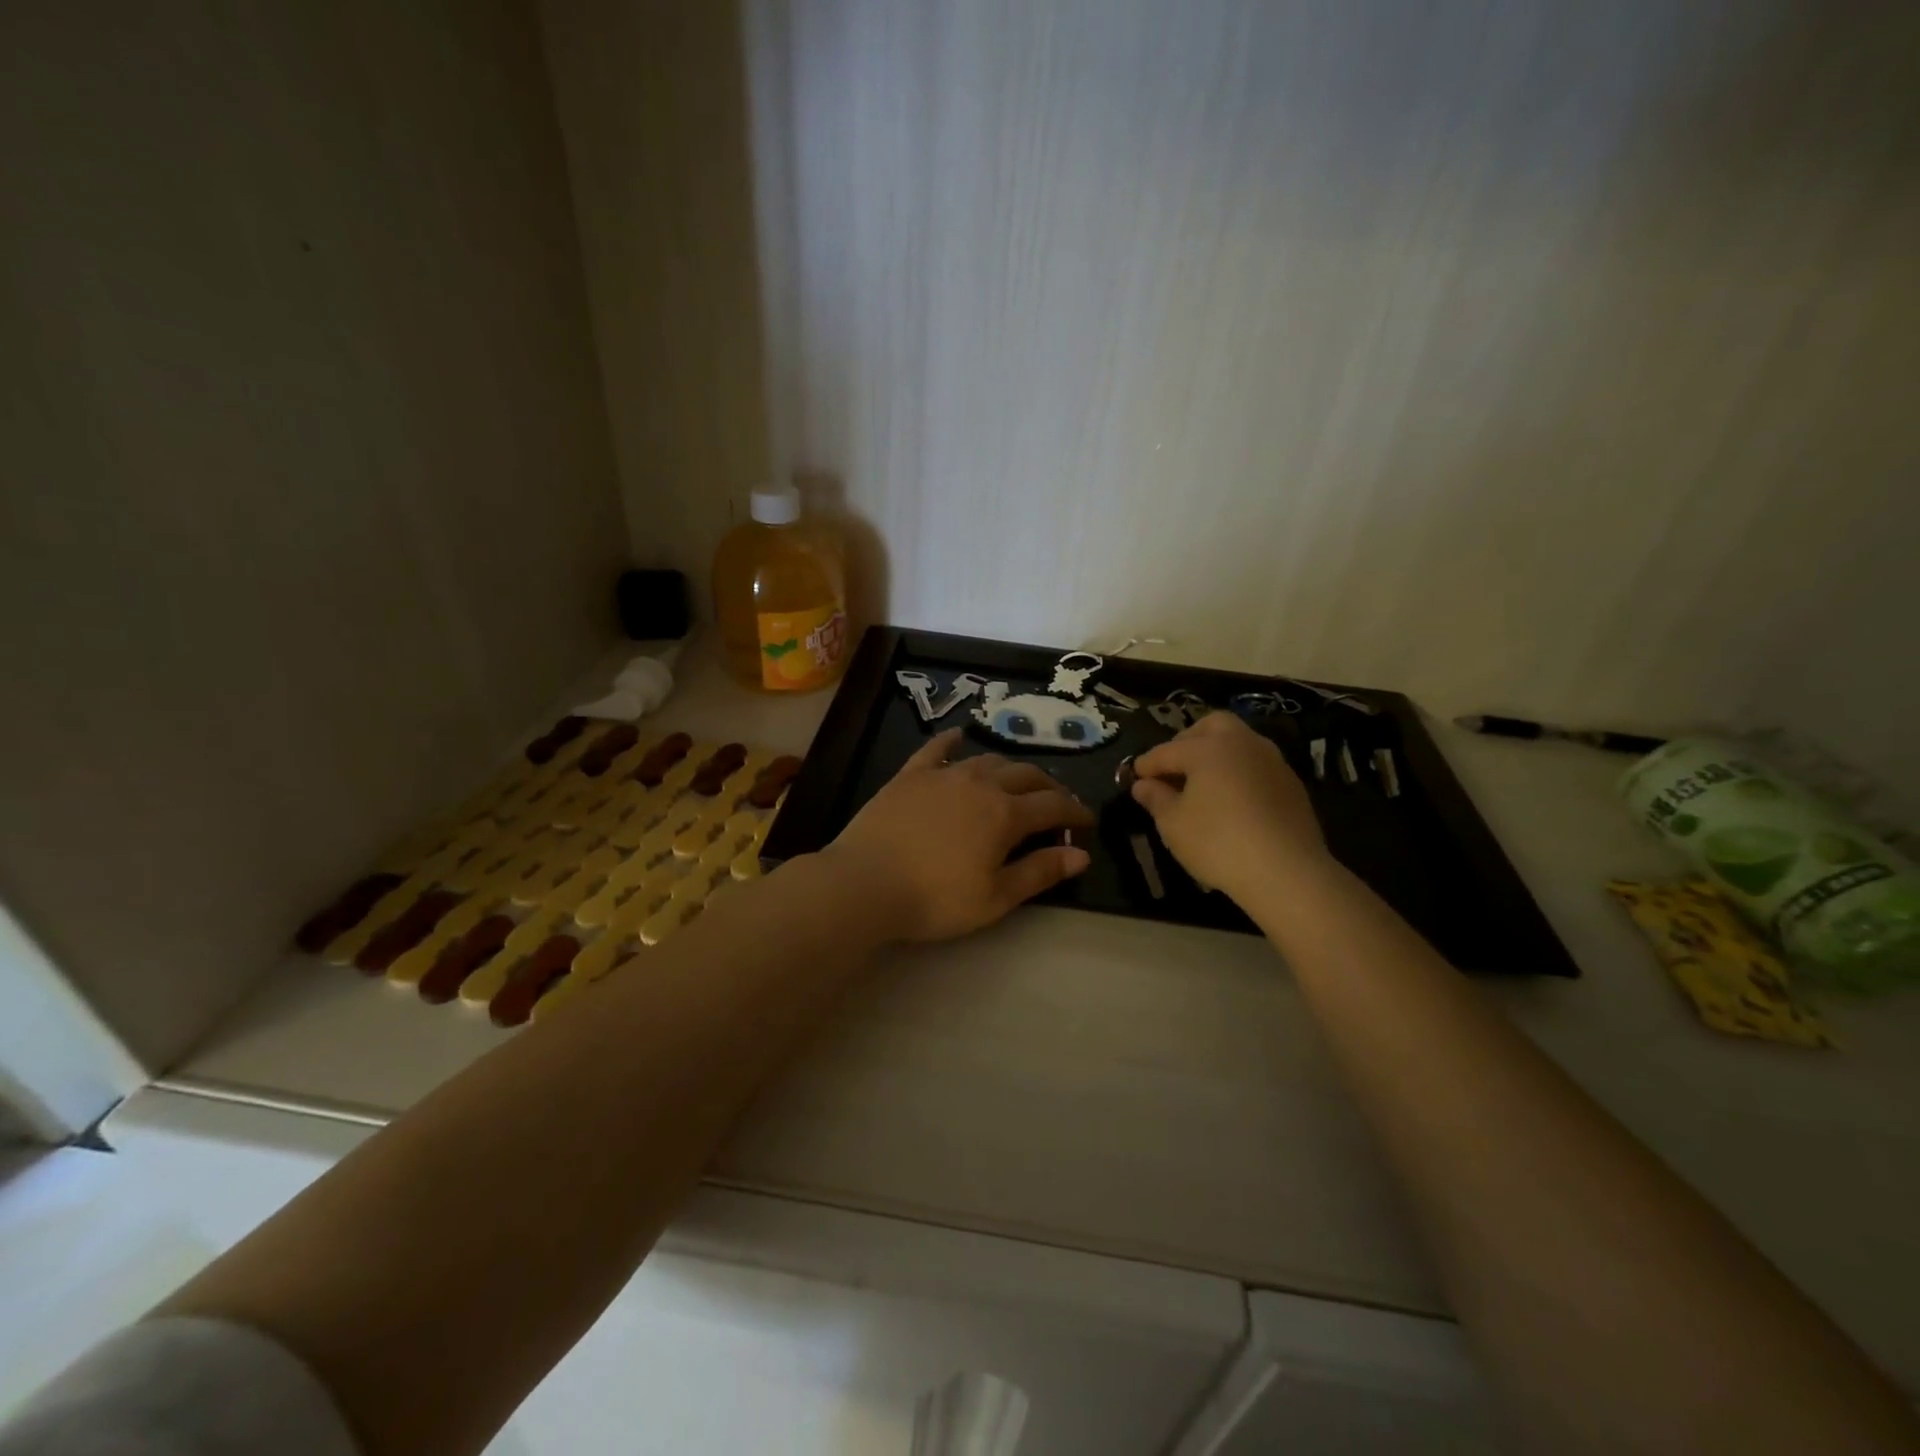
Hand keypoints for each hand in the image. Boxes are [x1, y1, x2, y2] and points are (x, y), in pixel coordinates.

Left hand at [825, 729, 1094, 941]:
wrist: (865, 883)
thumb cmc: (935, 899)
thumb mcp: (996, 897)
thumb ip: (1039, 872)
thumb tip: (1081, 855)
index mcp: (1005, 814)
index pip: (1053, 806)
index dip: (1075, 812)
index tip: (1087, 821)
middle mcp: (980, 784)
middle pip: (1025, 776)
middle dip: (1049, 787)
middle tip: (1057, 802)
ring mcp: (943, 774)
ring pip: (987, 761)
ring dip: (1010, 769)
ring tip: (1017, 780)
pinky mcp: (910, 775)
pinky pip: (936, 749)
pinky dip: (951, 741)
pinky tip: (958, 736)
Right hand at [1129, 711, 1328, 903]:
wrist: (1287, 871)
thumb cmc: (1218, 843)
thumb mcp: (1173, 824)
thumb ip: (1155, 798)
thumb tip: (1142, 785)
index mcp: (1208, 748)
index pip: (1167, 751)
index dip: (1146, 764)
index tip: (1133, 777)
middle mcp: (1242, 743)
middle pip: (1211, 726)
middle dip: (1187, 741)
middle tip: (1173, 768)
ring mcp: (1271, 761)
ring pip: (1239, 742)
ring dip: (1217, 754)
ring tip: (1202, 783)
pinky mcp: (1291, 783)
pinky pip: (1256, 765)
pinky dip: (1238, 772)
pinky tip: (1232, 799)